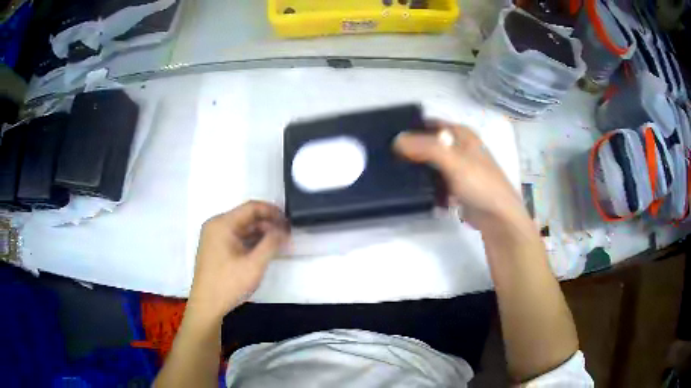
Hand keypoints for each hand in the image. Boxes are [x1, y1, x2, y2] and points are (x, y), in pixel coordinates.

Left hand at [188, 201, 288, 321]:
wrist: (207, 306)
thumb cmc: (228, 284)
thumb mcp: (254, 265)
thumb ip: (271, 244)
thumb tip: (284, 230)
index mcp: (222, 224)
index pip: (252, 207)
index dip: (273, 211)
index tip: (290, 221)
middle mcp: (216, 225)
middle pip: (247, 217)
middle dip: (268, 224)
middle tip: (287, 235)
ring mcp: (214, 236)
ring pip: (242, 228)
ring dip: (261, 233)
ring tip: (279, 243)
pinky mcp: (215, 247)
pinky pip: (237, 237)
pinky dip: (251, 241)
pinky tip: (264, 250)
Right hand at [395, 120, 528, 231]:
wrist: (498, 217)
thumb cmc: (479, 183)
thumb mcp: (452, 161)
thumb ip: (425, 148)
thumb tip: (396, 140)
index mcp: (462, 134)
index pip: (431, 124)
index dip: (412, 127)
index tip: (389, 136)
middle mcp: (460, 147)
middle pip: (430, 144)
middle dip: (412, 149)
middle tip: (388, 156)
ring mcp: (459, 168)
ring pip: (432, 163)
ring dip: (417, 168)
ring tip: (395, 172)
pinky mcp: (457, 187)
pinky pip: (436, 181)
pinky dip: (426, 184)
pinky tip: (412, 189)